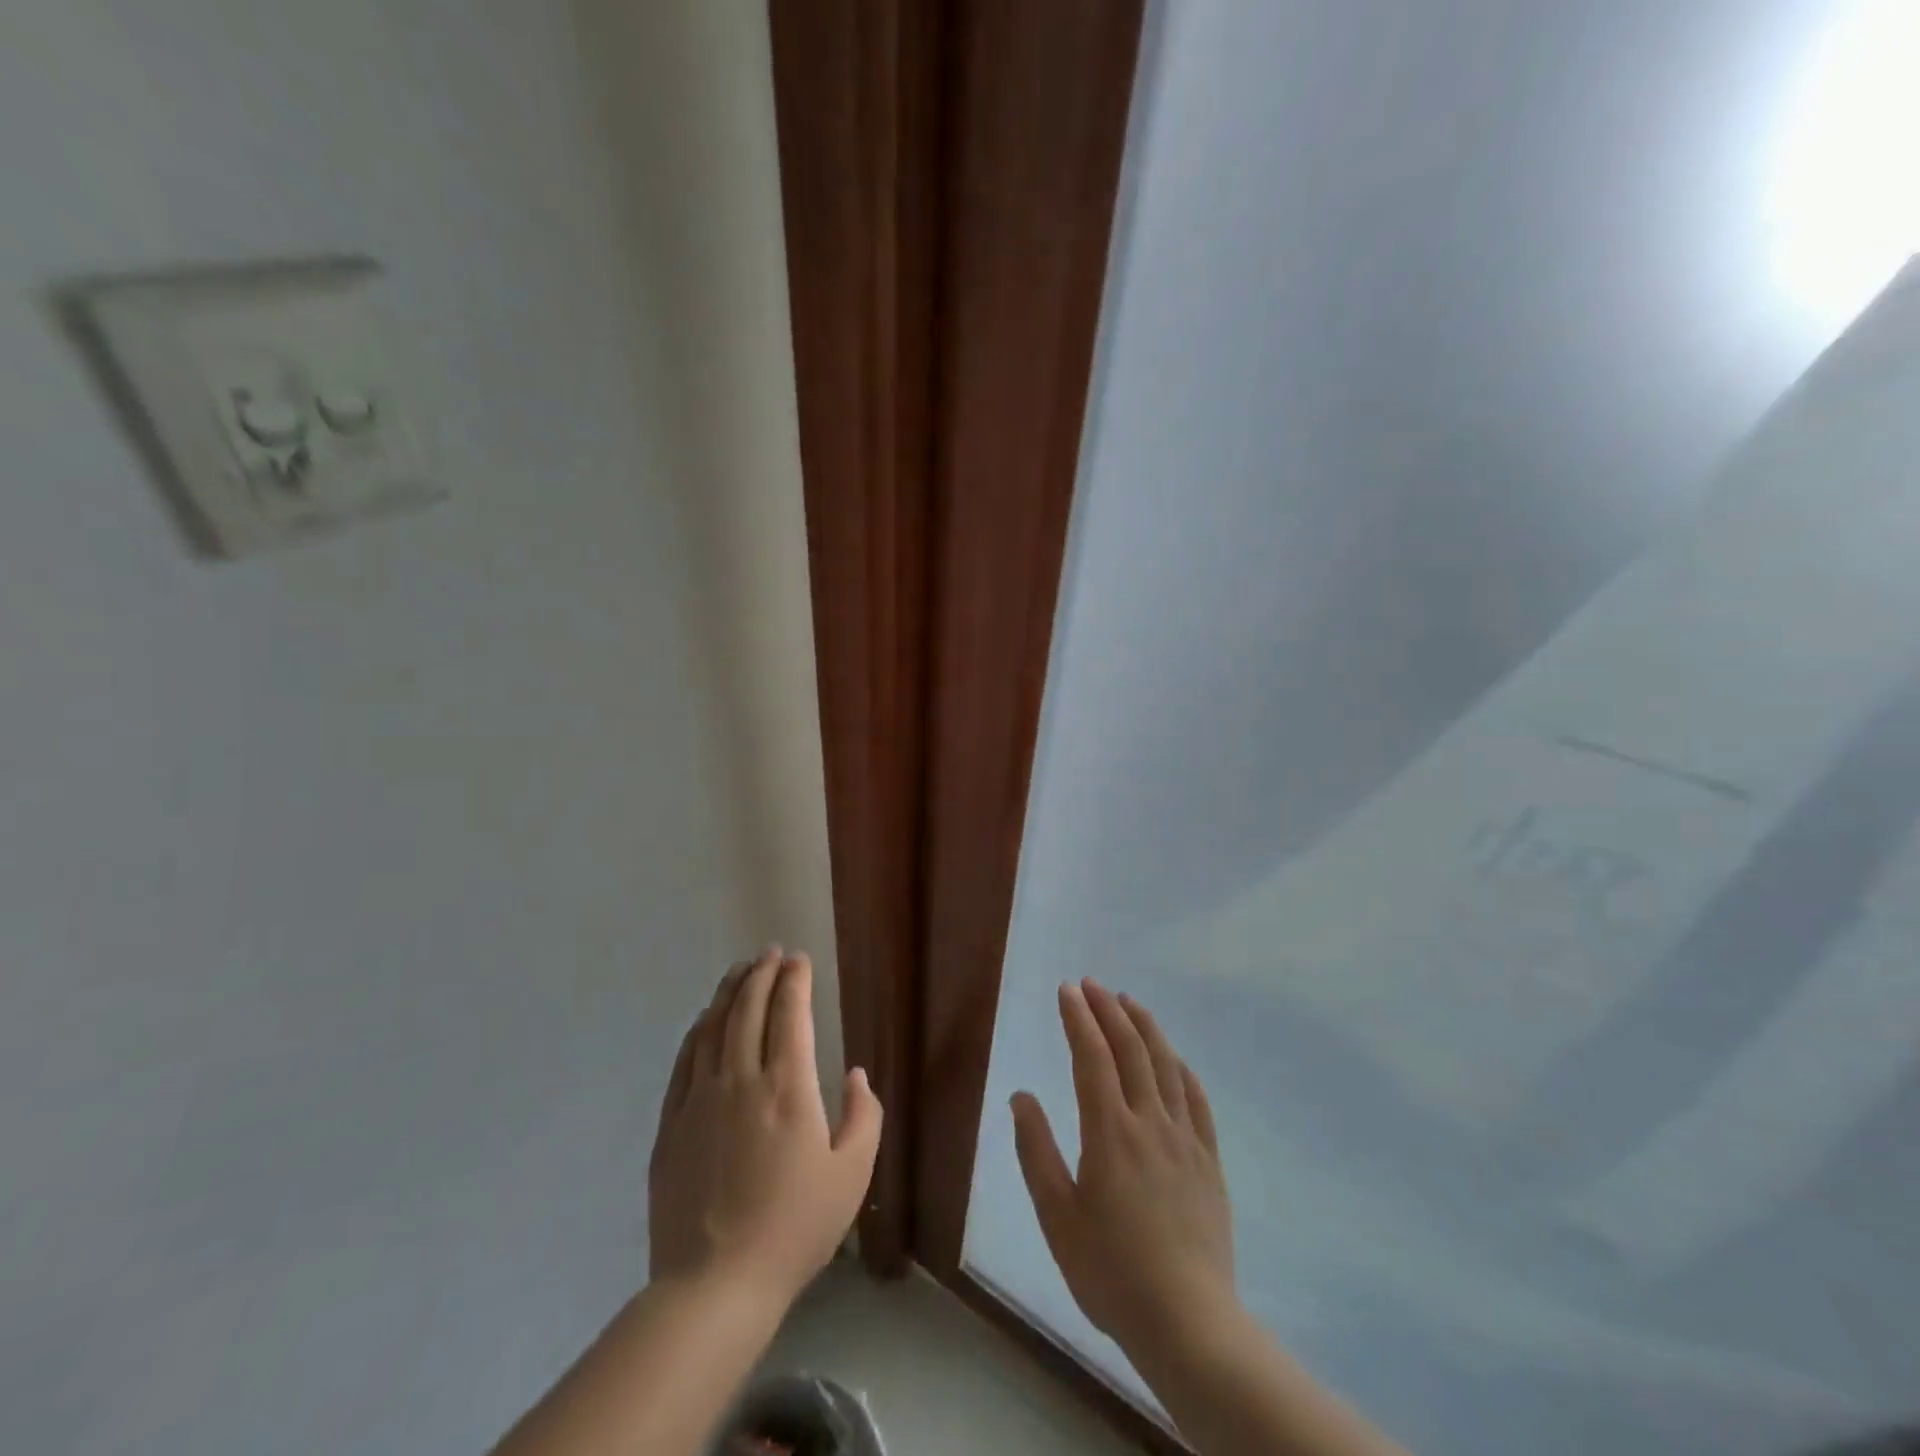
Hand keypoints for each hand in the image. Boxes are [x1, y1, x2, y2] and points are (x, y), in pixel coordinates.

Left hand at [648, 948, 882, 1310]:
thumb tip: (855, 1075)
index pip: (790, 1013)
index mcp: (787, 1088)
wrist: (714, 1285)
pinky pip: (684, 1060)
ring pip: (713, 1027)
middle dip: (761, 973)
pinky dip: (698, 1031)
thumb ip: (863, 1116)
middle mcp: (741, 1080)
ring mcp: (699, 1099)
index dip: (794, 980)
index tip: (799, 959)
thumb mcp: (852, 1175)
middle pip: (748, 1009)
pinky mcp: (672, 1124)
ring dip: (729, 992)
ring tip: (740, 970)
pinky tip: (704, 1021)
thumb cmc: (794, 1228)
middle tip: (771, 952)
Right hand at [1012, 979, 1235, 1361]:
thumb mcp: (1057, 1216)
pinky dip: (1181, 1068)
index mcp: (1109, 1132)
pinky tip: (1173, 1058)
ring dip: (1146, 1026)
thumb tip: (1022, 1097)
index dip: (1079, 1018)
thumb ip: (1036, 1151)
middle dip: (1108, 1010)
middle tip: (1092, 984)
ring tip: (1129, 1001)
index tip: (1067, 990)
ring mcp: (1185, 1139)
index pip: (1092, 1057)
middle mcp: (1150, 1122)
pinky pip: (1197, 1099)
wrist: (1188, 1322)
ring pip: (1167, 1065)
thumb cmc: (1111, 1272)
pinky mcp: (1209, 1161)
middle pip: (1130, 1049)